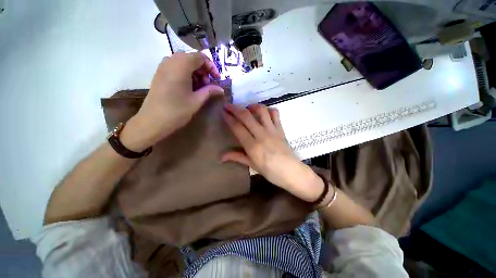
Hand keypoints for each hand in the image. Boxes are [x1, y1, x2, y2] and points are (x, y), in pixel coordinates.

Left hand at [120, 52, 223, 151]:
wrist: (153, 121)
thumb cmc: (177, 110)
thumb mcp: (197, 100)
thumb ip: (210, 91)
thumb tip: (221, 89)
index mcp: (181, 65)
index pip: (200, 57)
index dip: (211, 67)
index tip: (217, 79)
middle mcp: (171, 61)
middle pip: (192, 58)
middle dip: (203, 70)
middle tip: (208, 85)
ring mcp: (163, 67)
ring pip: (184, 62)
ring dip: (195, 72)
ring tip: (199, 87)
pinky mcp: (160, 74)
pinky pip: (176, 67)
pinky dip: (186, 74)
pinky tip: (189, 87)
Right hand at [223, 103, 324, 201]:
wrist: (291, 171)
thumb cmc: (270, 171)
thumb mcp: (252, 165)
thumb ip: (237, 157)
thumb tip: (221, 157)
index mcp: (252, 146)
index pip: (237, 127)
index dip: (228, 118)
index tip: (223, 112)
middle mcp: (261, 135)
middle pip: (246, 116)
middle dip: (235, 108)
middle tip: (228, 105)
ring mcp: (272, 130)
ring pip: (261, 111)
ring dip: (252, 106)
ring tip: (247, 108)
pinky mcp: (280, 128)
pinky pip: (275, 114)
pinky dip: (268, 109)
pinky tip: (264, 113)